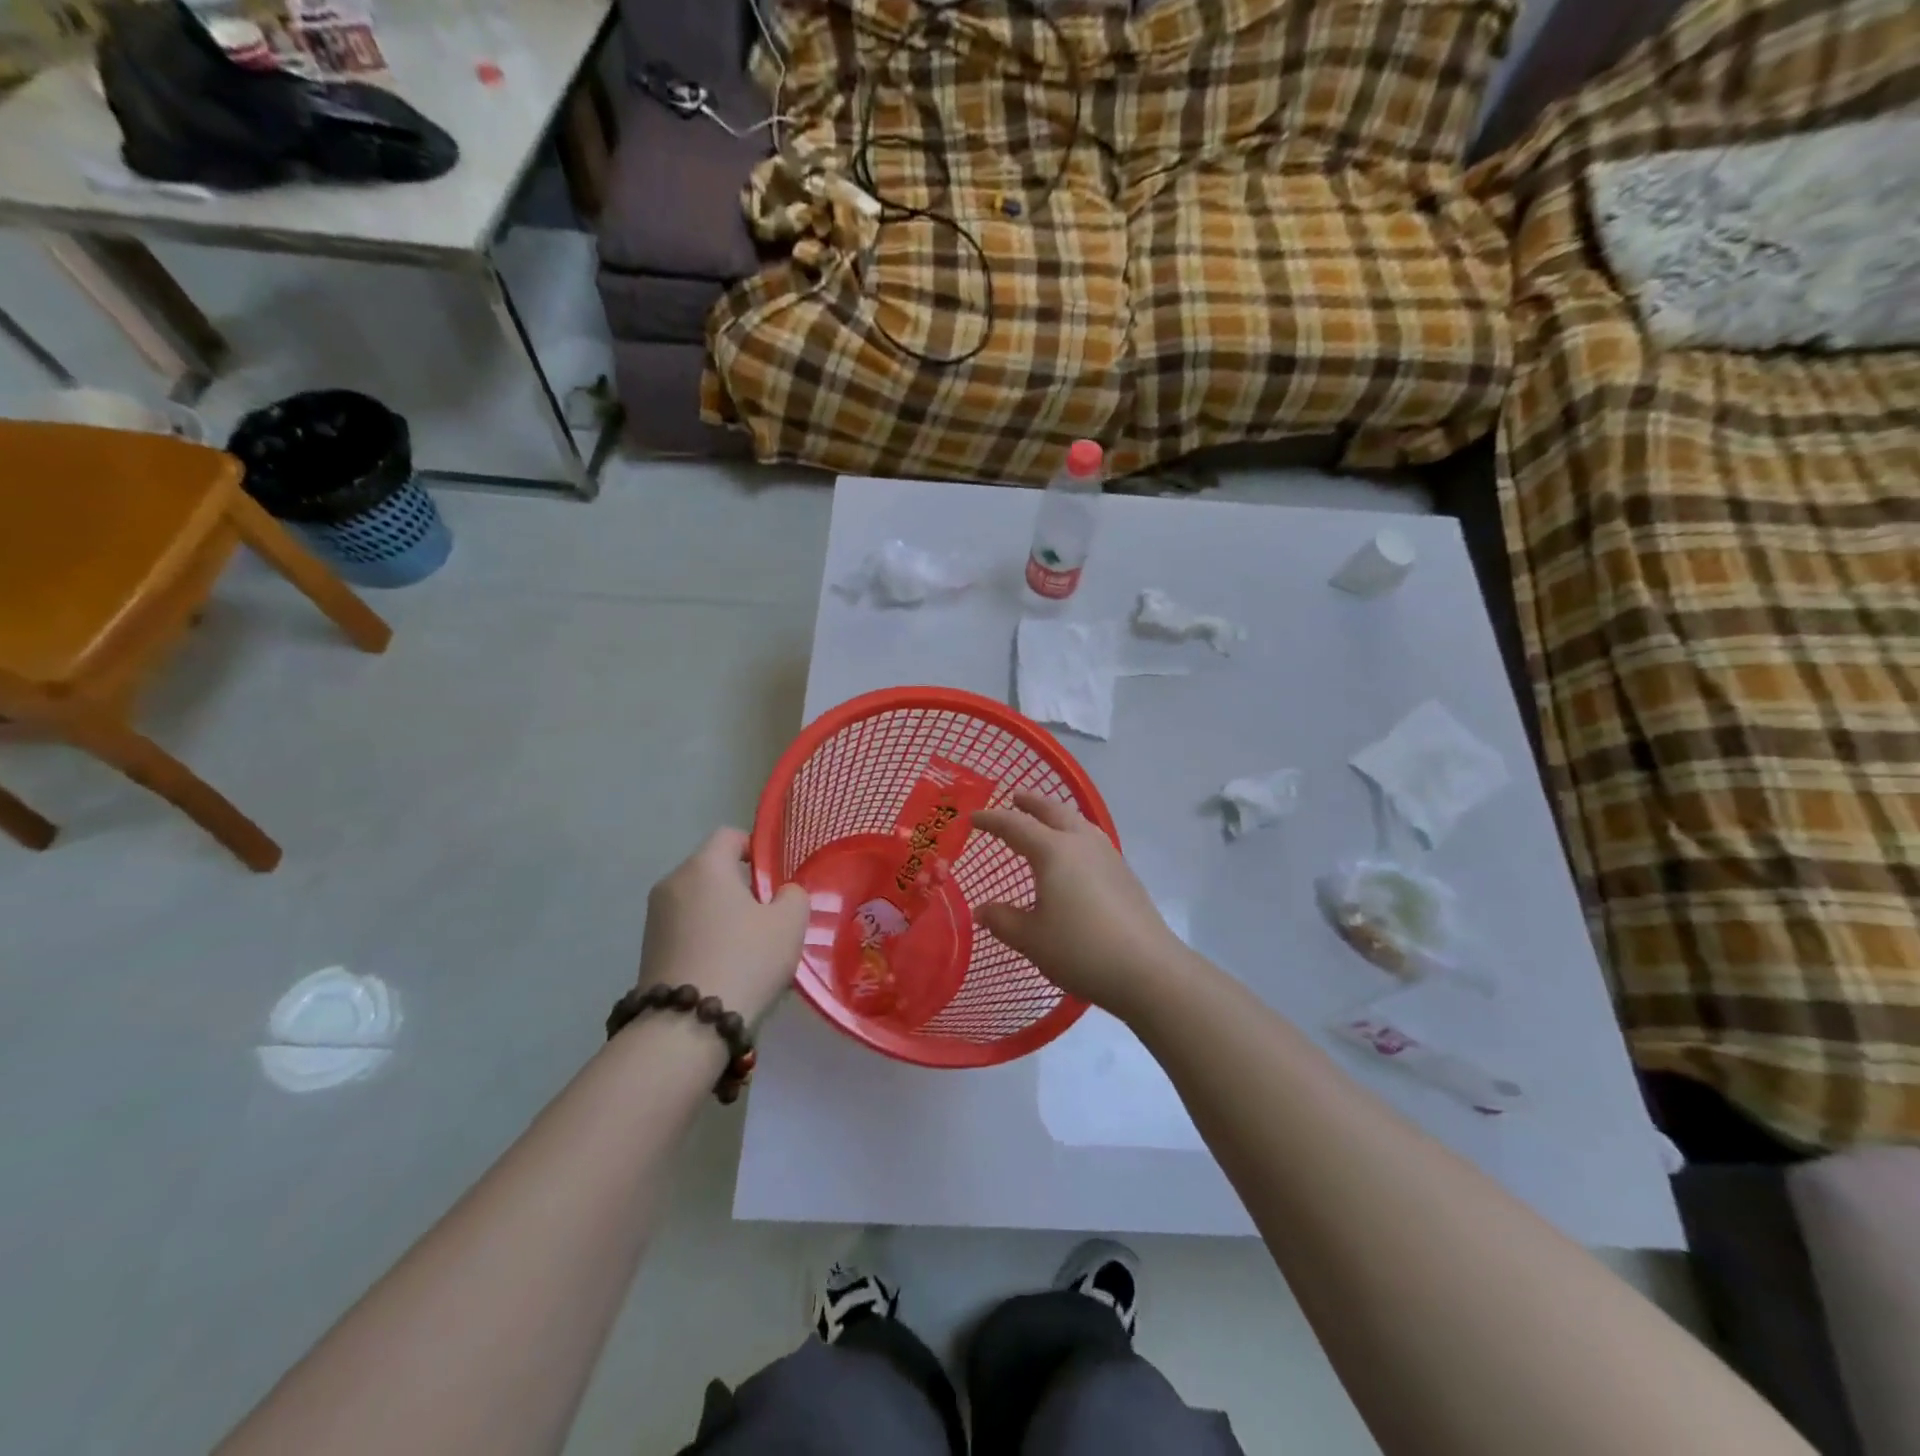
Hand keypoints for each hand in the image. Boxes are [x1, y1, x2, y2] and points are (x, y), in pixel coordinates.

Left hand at [639, 829, 809, 1023]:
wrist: (686, 1026)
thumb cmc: (744, 960)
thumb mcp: (789, 924)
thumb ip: (793, 896)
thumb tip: (781, 894)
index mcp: (704, 866)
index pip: (729, 836)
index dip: (755, 849)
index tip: (774, 879)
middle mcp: (672, 883)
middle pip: (712, 870)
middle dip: (740, 888)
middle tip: (767, 919)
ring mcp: (654, 918)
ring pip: (698, 902)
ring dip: (722, 916)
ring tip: (747, 950)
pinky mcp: (647, 950)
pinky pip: (685, 930)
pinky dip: (705, 939)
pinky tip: (723, 970)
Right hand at [971, 793, 1191, 1016]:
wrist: (1147, 969)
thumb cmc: (1080, 949)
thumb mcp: (1031, 939)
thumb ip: (1003, 920)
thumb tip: (982, 910)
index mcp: (1054, 851)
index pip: (1015, 825)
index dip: (992, 820)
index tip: (972, 818)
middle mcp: (1082, 843)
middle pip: (1053, 811)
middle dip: (1032, 803)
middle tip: (1015, 797)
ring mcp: (1108, 856)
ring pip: (1078, 822)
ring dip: (1057, 815)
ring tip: (1045, 820)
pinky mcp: (1125, 874)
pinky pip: (1092, 840)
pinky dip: (1074, 834)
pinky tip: (1074, 856)